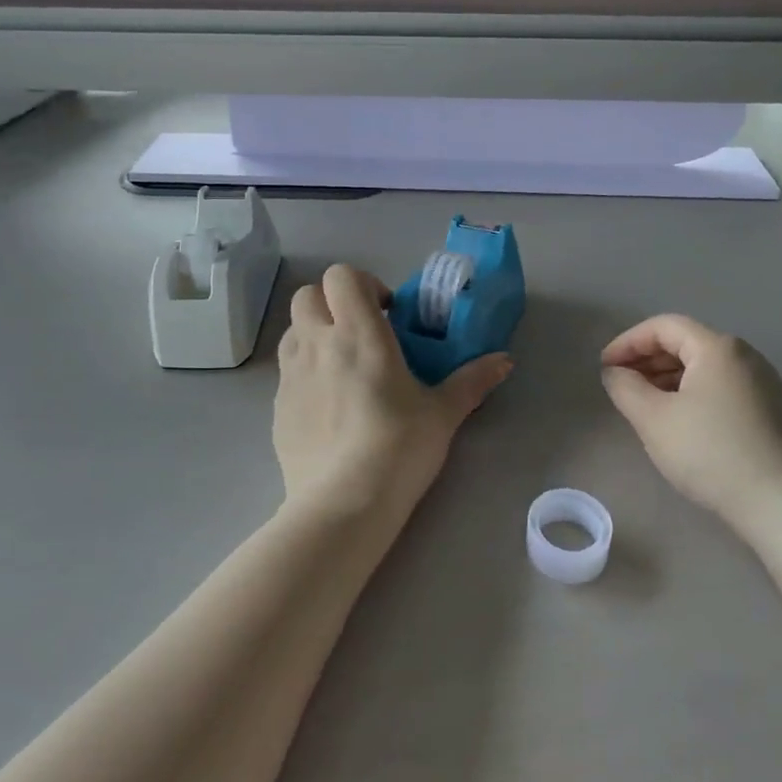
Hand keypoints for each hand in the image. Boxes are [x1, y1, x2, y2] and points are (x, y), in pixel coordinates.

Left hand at [275, 265, 512, 526]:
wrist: (343, 504)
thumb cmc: (399, 448)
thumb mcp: (443, 414)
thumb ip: (472, 381)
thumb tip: (505, 361)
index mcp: (358, 333)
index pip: (341, 276)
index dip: (363, 285)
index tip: (387, 314)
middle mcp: (317, 343)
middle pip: (307, 294)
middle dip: (332, 303)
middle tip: (362, 333)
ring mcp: (290, 375)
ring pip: (293, 330)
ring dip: (315, 333)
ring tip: (342, 366)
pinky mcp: (276, 407)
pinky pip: (286, 372)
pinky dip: (305, 372)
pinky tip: (328, 407)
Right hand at [601, 315, 781, 530]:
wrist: (778, 502)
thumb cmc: (709, 451)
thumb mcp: (653, 418)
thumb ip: (625, 387)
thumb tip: (615, 373)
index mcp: (717, 348)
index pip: (663, 326)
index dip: (628, 342)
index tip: (605, 367)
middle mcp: (744, 355)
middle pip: (685, 343)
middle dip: (647, 359)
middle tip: (619, 384)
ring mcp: (762, 382)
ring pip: (703, 366)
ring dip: (667, 377)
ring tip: (642, 402)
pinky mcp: (769, 409)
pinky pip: (720, 386)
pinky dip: (691, 392)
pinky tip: (676, 419)